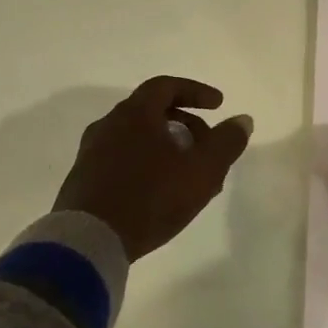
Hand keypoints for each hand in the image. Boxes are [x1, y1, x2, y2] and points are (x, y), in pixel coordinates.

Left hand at [53, 76, 253, 261]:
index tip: (219, 105)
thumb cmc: (151, 197)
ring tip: (190, 176)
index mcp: (134, 114)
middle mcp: (108, 125)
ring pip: (138, 139)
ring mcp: (91, 153)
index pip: (166, 87)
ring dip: (168, 149)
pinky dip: (147, 165)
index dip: (196, 92)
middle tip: (208, 147)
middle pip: (152, 112)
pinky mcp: (83, 180)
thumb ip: (226, 143)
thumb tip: (243, 120)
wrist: (89, 240)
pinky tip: (161, 193)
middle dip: (186, 125)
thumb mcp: (202, 170)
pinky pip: (122, 160)